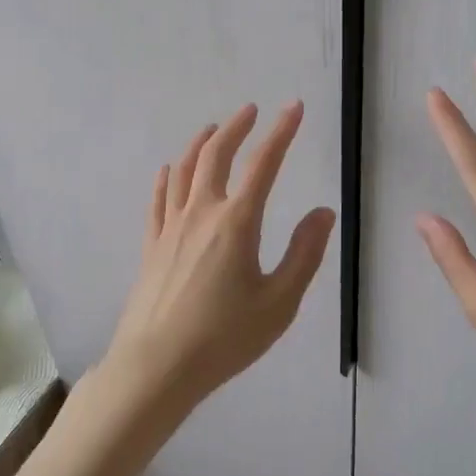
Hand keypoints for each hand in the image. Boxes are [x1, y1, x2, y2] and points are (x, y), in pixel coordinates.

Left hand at [105, 101, 335, 410]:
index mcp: (237, 222)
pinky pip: (159, 199)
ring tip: (212, 129)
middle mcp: (202, 212)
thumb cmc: (224, 338)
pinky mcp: (152, 245)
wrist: (156, 367)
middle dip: (235, 126)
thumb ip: (304, 254)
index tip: (293, 107)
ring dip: (200, 143)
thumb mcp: (279, 302)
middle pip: (216, 154)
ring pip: (183, 169)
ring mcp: (171, 227)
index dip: (281, 131)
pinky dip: (167, 177)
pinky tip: (168, 171)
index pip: (264, 163)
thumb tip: (323, 211)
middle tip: (250, 110)